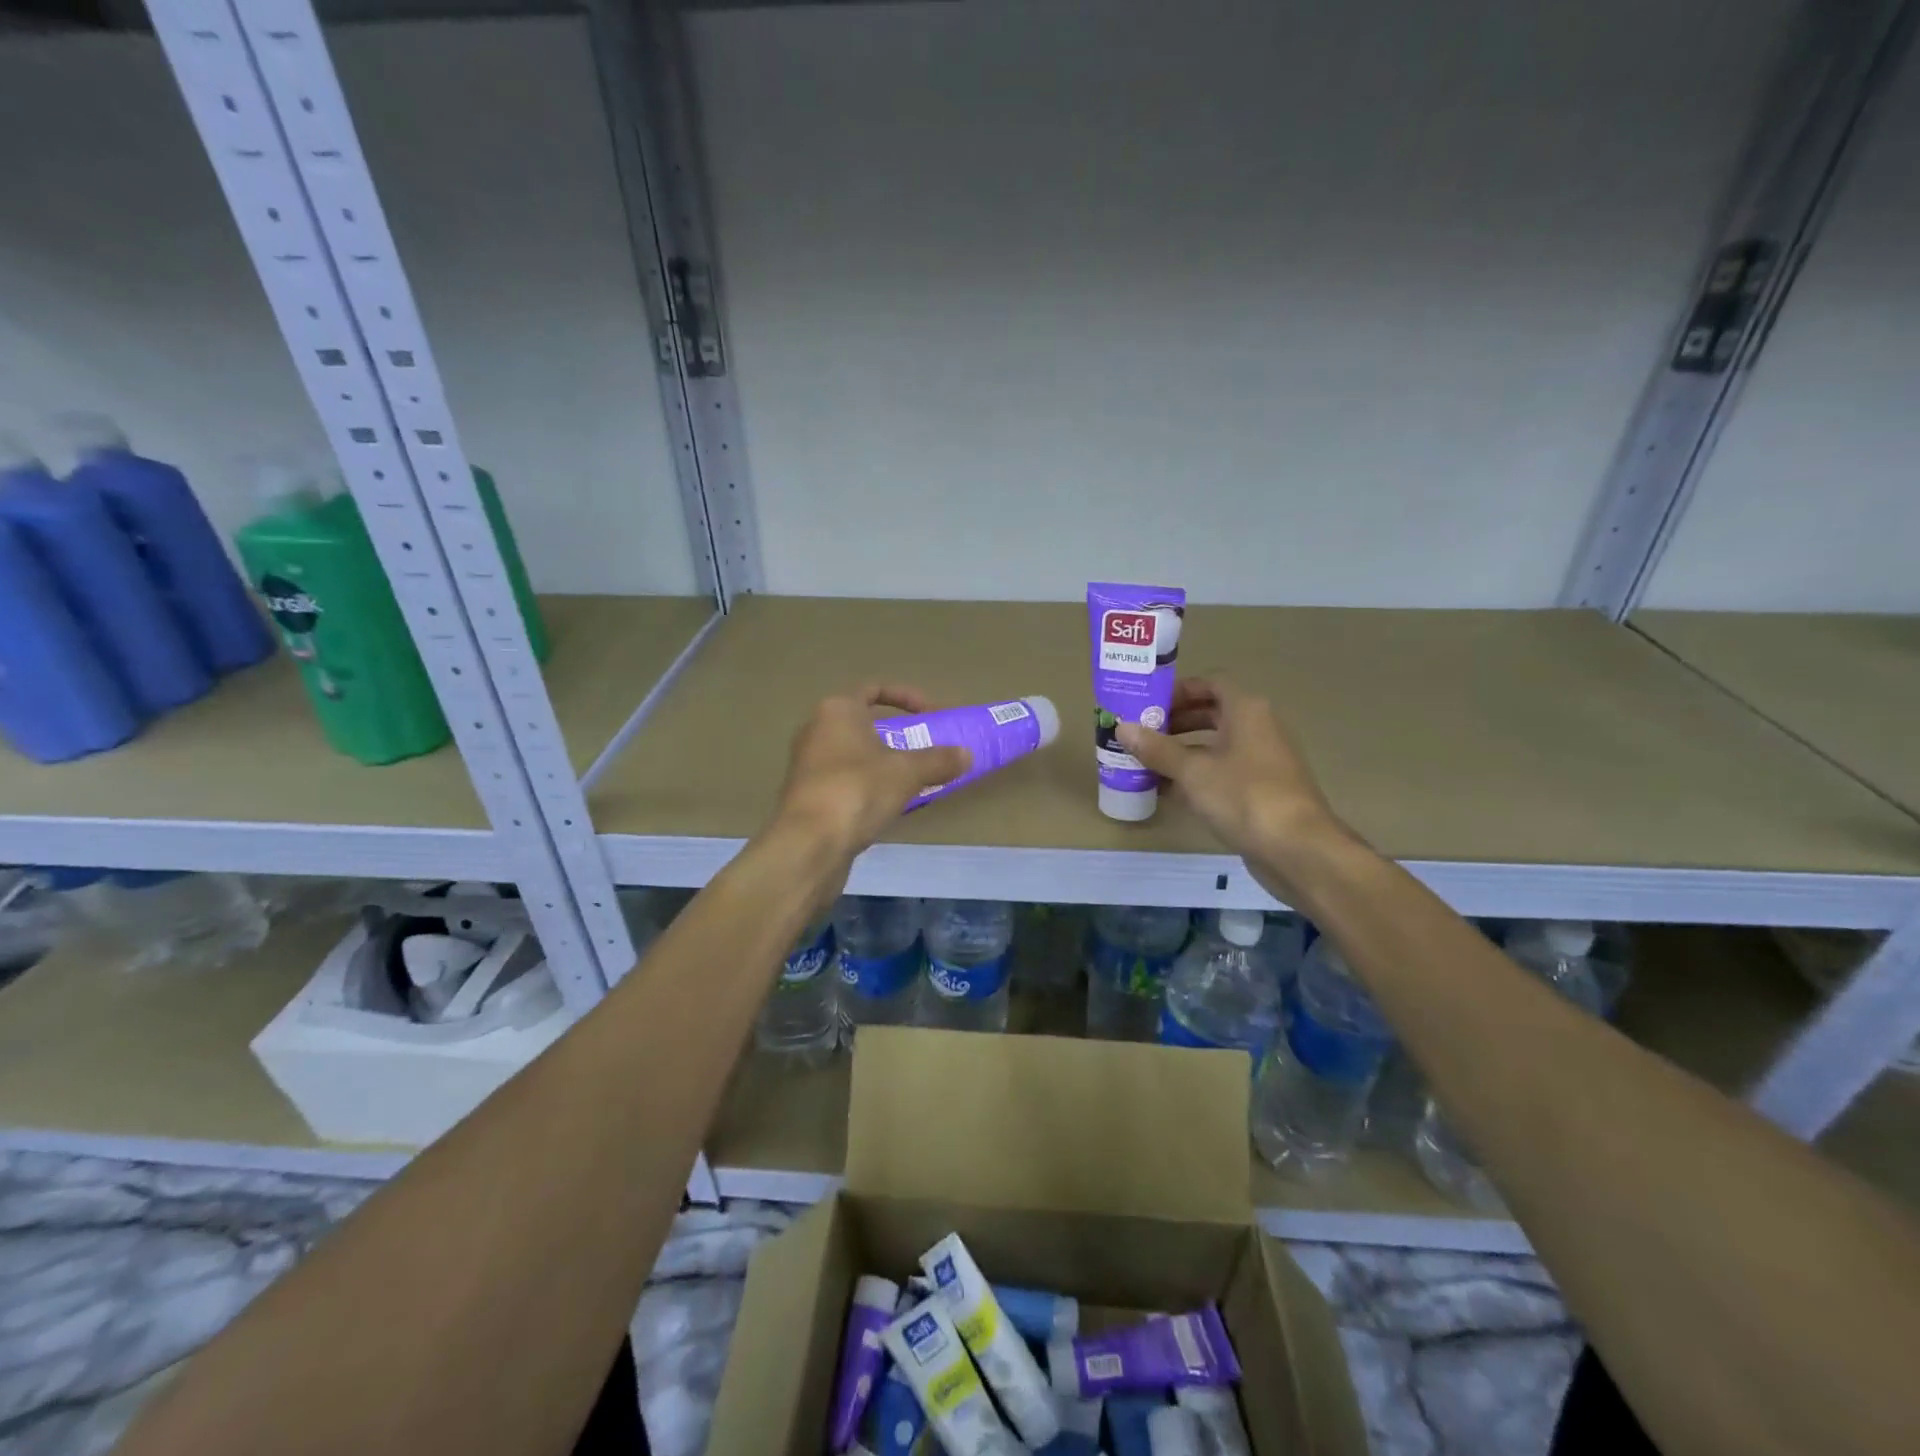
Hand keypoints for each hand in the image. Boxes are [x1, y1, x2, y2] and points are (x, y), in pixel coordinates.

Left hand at [771, 684, 969, 868]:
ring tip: (915, 781)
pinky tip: (891, 806)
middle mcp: (817, 730)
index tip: (934, 716)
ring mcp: (809, 765)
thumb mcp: (907, 772)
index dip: (908, 698)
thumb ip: (939, 760)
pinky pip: (848, 781)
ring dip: (886, 764)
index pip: (875, 689)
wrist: (809, 844)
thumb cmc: (858, 790)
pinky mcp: (809, 796)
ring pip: (857, 755)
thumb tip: (967, 754)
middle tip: (927, 750)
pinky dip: (870, 787)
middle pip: (866, 724)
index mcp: (837, 710)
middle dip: (899, 735)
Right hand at [1117, 678, 1344, 867]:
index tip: (1148, 704)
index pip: (1211, 683)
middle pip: (1212, 713)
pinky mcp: (1262, 790)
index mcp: (1247, 710)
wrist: (1297, 849)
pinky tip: (1168, 791)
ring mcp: (1263, 761)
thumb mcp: (1193, 771)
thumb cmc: (1244, 796)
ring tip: (1146, 762)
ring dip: (1182, 751)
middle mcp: (1259, 728)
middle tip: (1141, 733)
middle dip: (1175, 722)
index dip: (1179, 690)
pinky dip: (1197, 775)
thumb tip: (1122, 727)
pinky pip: (1223, 772)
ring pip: (1216, 745)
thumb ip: (1157, 748)